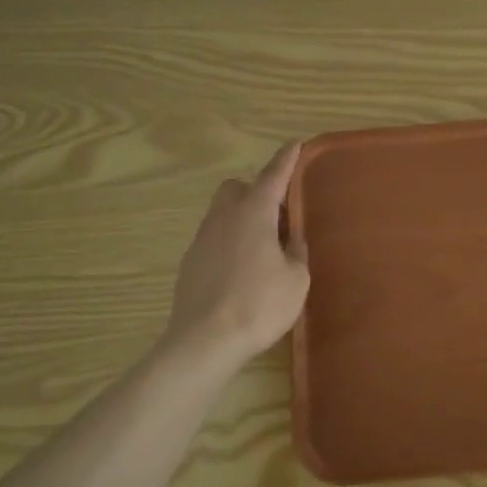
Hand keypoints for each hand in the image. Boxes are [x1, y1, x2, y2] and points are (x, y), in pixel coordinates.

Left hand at [164, 143, 310, 364]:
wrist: (204, 342)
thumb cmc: (259, 304)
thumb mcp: (296, 279)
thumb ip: (296, 252)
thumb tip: (290, 242)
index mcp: (253, 213)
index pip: (273, 176)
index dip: (286, 159)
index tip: (295, 144)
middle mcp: (224, 218)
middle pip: (236, 189)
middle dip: (255, 192)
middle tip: (277, 215)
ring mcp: (201, 240)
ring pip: (222, 214)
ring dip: (242, 220)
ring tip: (263, 248)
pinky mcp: (190, 264)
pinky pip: (214, 240)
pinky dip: (229, 244)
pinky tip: (242, 271)